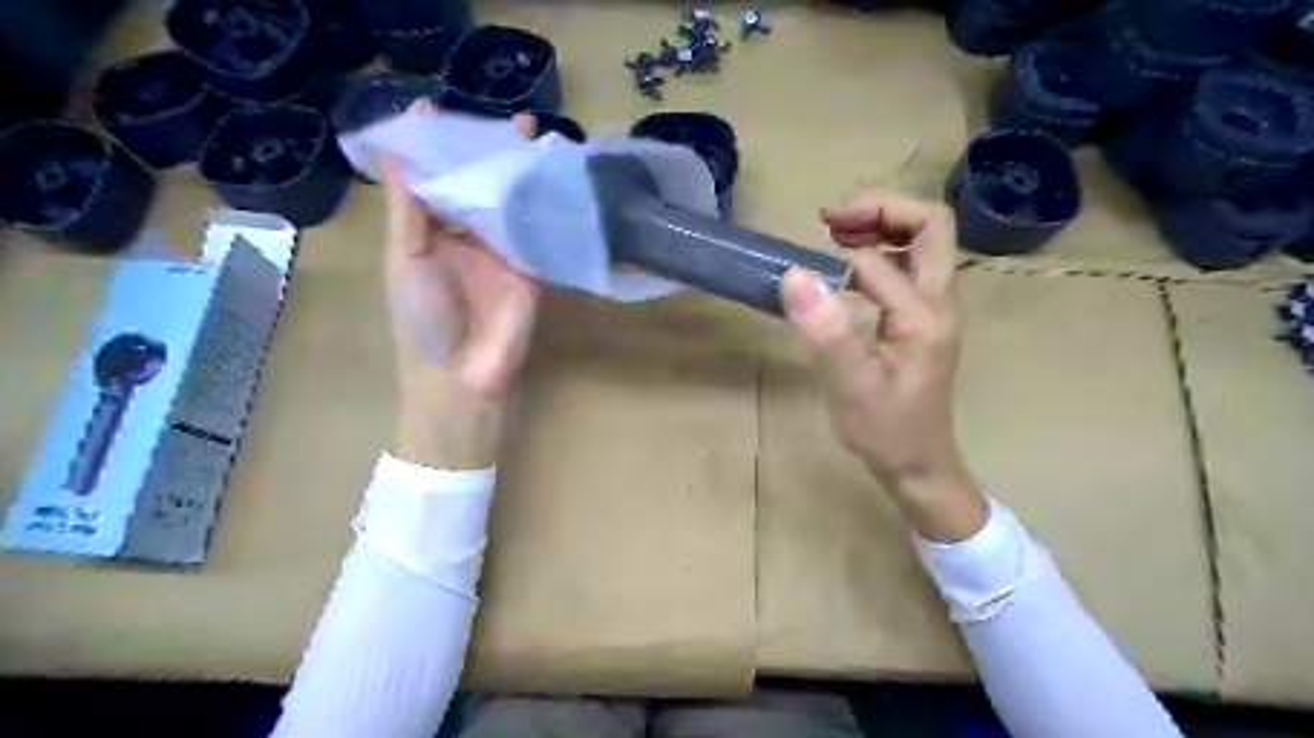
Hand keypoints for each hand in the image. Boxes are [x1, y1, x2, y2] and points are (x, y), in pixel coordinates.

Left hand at [383, 105, 542, 466]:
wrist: (464, 374)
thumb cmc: (422, 318)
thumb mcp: (404, 258)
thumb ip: (407, 207)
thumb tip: (395, 148)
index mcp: (432, 231)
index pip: (437, 178)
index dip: (440, 147)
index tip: (442, 109)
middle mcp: (470, 235)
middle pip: (480, 185)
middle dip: (490, 152)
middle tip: (509, 118)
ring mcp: (505, 250)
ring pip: (513, 202)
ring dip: (522, 171)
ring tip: (535, 133)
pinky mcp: (535, 266)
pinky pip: (539, 229)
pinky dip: (546, 203)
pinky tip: (556, 174)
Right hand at [779, 192, 984, 538]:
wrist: (919, 465)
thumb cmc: (886, 431)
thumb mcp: (851, 385)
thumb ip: (827, 330)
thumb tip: (795, 275)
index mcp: (924, 315)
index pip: (880, 260)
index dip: (840, 254)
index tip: (802, 262)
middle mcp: (940, 302)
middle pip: (932, 226)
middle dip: (883, 208)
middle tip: (833, 218)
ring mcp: (935, 309)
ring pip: (925, 241)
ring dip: (884, 224)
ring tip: (837, 229)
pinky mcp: (924, 318)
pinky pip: (911, 266)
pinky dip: (881, 250)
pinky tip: (848, 266)